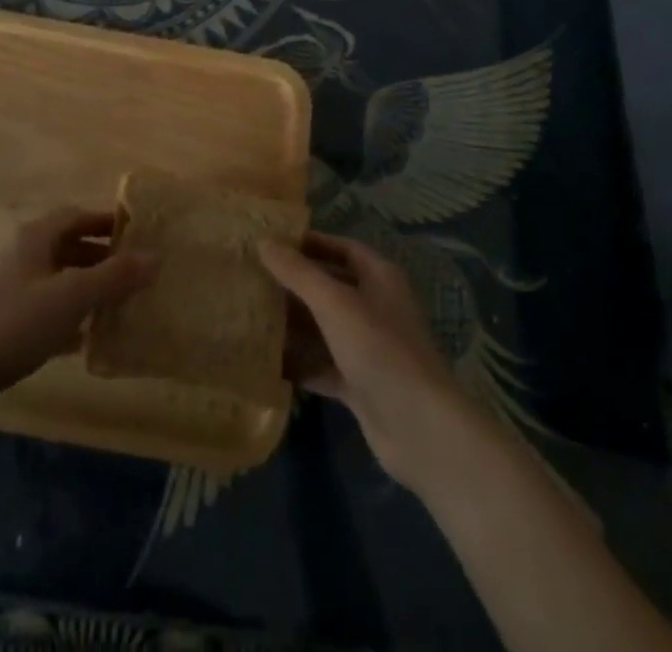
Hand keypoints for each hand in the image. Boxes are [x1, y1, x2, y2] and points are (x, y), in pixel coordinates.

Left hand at [0, 207, 156, 396]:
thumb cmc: (16, 322)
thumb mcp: (72, 296)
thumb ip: (115, 276)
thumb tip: (157, 257)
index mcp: (36, 237)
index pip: (77, 215)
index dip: (107, 221)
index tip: (139, 234)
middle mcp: (25, 256)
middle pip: (70, 246)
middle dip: (103, 256)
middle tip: (136, 272)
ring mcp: (14, 291)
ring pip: (61, 280)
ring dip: (89, 288)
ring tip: (122, 303)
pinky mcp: (10, 324)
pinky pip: (50, 312)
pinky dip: (72, 319)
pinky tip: (90, 338)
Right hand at [260, 233, 473, 489]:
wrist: (419, 429)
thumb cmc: (379, 349)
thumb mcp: (334, 303)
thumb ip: (298, 272)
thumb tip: (263, 241)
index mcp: (379, 278)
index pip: (341, 247)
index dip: (309, 243)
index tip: (272, 243)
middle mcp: (375, 307)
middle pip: (330, 286)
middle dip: (295, 284)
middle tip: (252, 278)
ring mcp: (368, 347)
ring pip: (324, 327)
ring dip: (294, 323)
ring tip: (251, 315)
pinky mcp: (360, 383)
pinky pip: (323, 364)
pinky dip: (300, 362)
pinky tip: (267, 360)